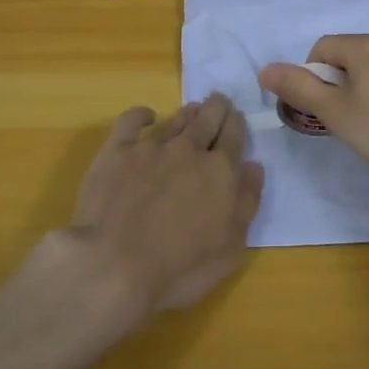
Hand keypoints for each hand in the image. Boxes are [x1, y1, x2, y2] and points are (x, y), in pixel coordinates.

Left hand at [63, 94, 264, 315]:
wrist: (115, 264)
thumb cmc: (180, 267)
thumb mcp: (230, 246)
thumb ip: (246, 201)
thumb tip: (254, 166)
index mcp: (219, 171)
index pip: (234, 136)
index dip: (237, 124)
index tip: (237, 117)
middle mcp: (188, 150)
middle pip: (207, 119)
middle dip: (216, 108)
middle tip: (219, 101)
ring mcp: (150, 148)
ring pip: (175, 120)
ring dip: (188, 112)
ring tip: (194, 108)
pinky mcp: (116, 152)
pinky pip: (130, 121)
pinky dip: (141, 114)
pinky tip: (147, 116)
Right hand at [259, 35, 368, 179]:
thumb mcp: (336, 111)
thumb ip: (300, 89)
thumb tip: (264, 69)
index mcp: (364, 46)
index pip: (321, 48)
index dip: (309, 77)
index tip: (316, 108)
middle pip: (345, 60)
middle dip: (333, 89)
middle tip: (337, 122)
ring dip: (357, 98)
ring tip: (364, 130)